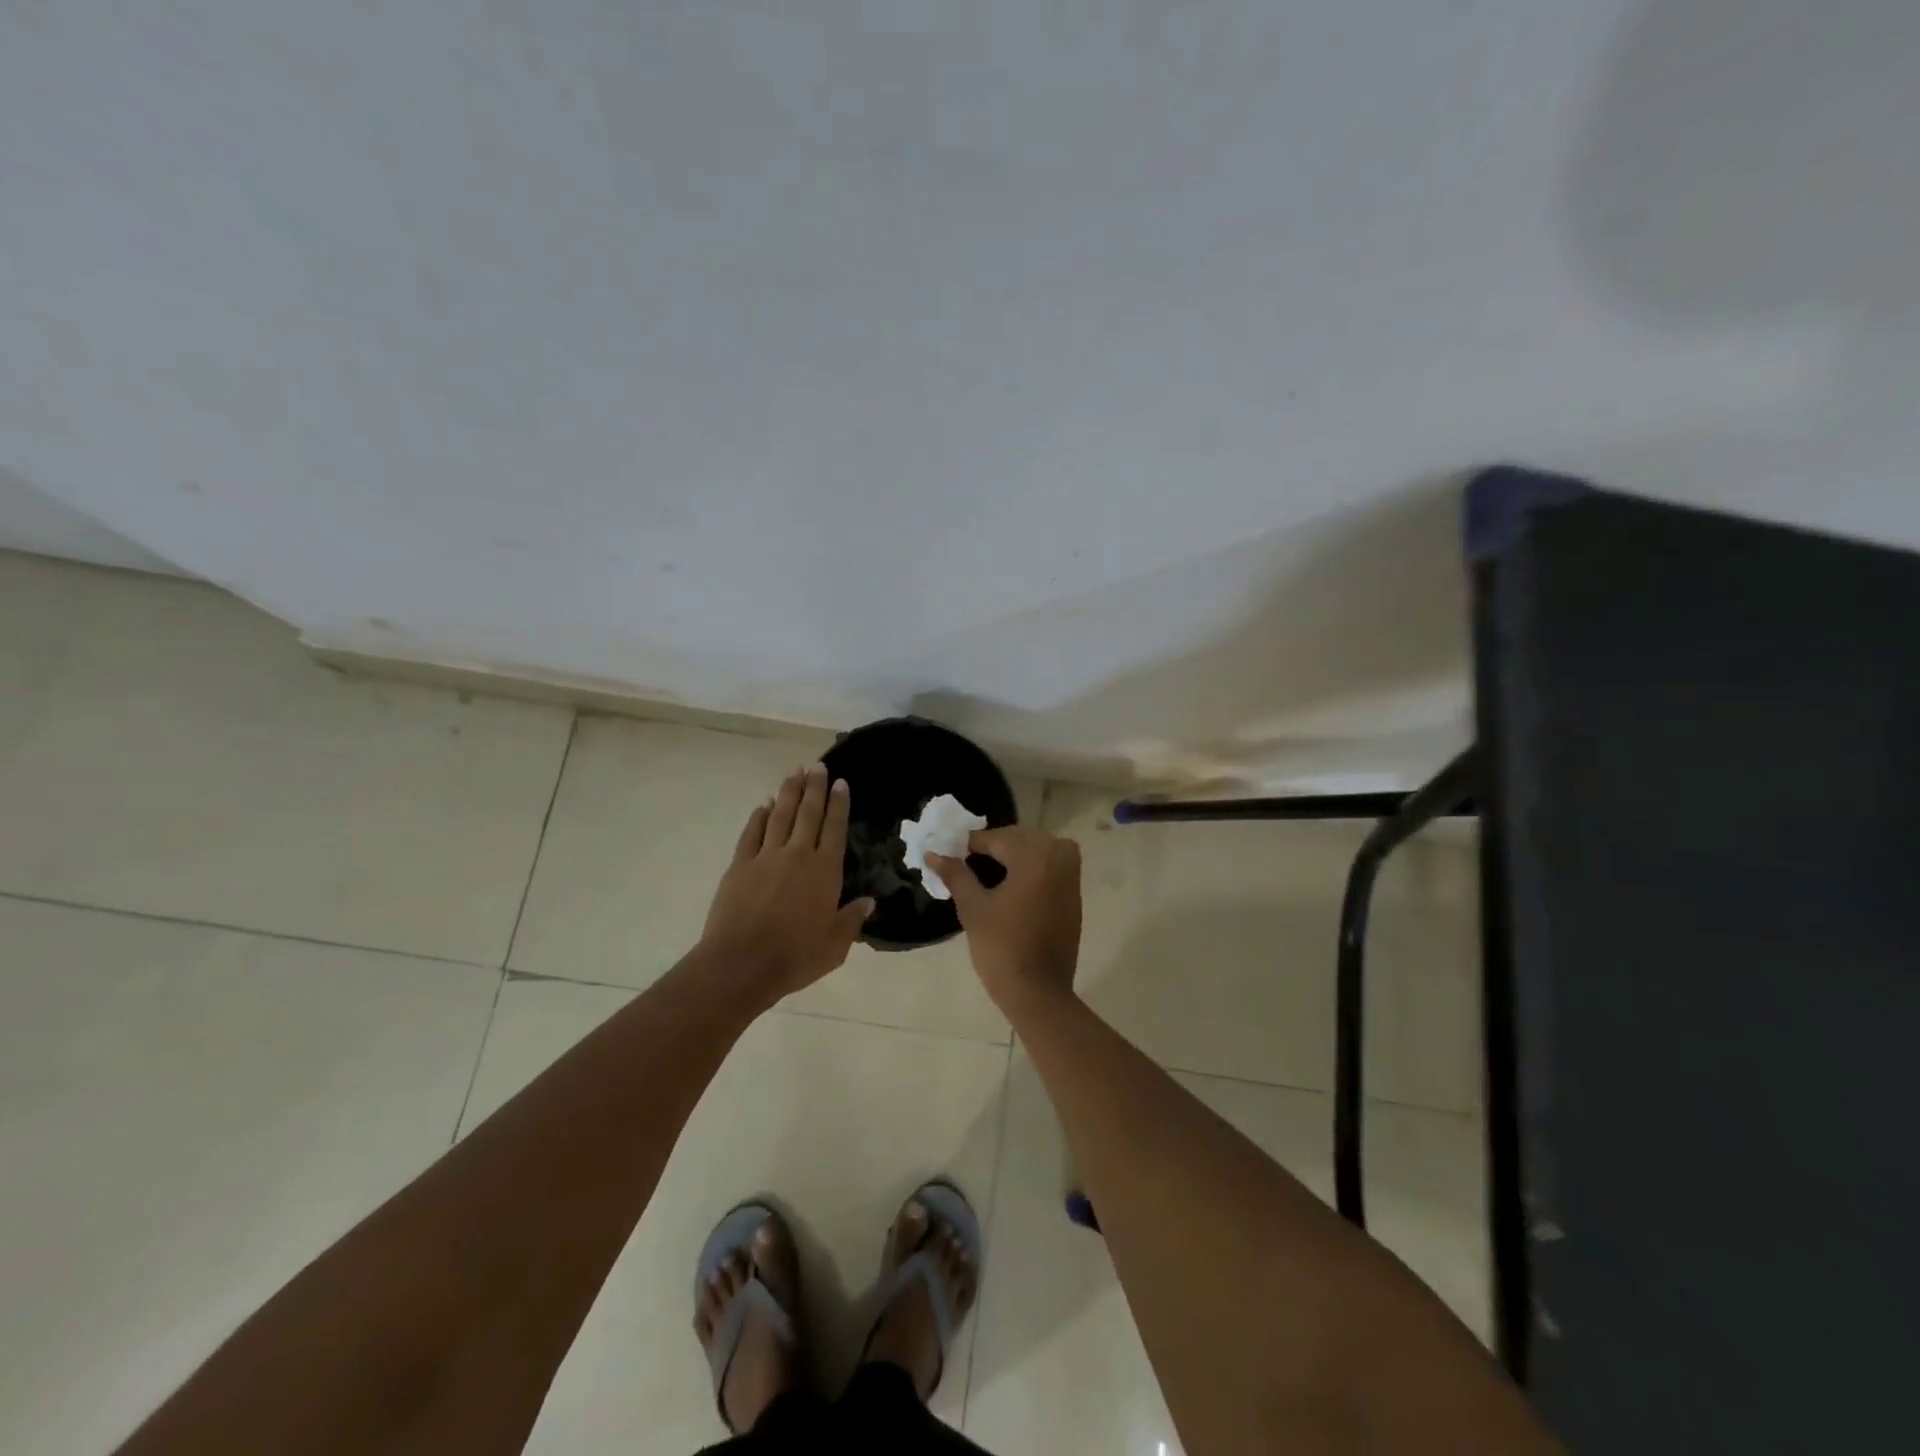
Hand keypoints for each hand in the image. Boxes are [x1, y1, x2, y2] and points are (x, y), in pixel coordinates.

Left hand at [700, 763, 873, 1003]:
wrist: (742, 964)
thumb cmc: (796, 957)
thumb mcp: (836, 945)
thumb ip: (852, 920)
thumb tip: (869, 901)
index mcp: (825, 871)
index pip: (834, 828)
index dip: (839, 804)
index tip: (841, 782)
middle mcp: (797, 855)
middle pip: (808, 814)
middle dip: (815, 788)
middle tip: (818, 766)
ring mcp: (765, 857)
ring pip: (780, 816)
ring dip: (788, 792)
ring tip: (794, 771)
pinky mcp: (739, 866)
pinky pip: (751, 834)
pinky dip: (758, 817)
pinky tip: (763, 805)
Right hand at [928, 826, 1081, 1012]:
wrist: (1038, 992)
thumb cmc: (1001, 948)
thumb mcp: (972, 908)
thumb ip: (955, 874)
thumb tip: (933, 854)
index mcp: (1034, 858)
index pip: (997, 838)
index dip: (970, 844)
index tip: (950, 853)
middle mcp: (1059, 858)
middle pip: (1021, 838)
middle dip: (995, 845)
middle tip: (967, 861)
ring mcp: (1071, 876)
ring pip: (1039, 848)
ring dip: (1015, 853)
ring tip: (988, 872)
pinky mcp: (1074, 894)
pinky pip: (1052, 865)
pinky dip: (1032, 866)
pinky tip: (1011, 884)